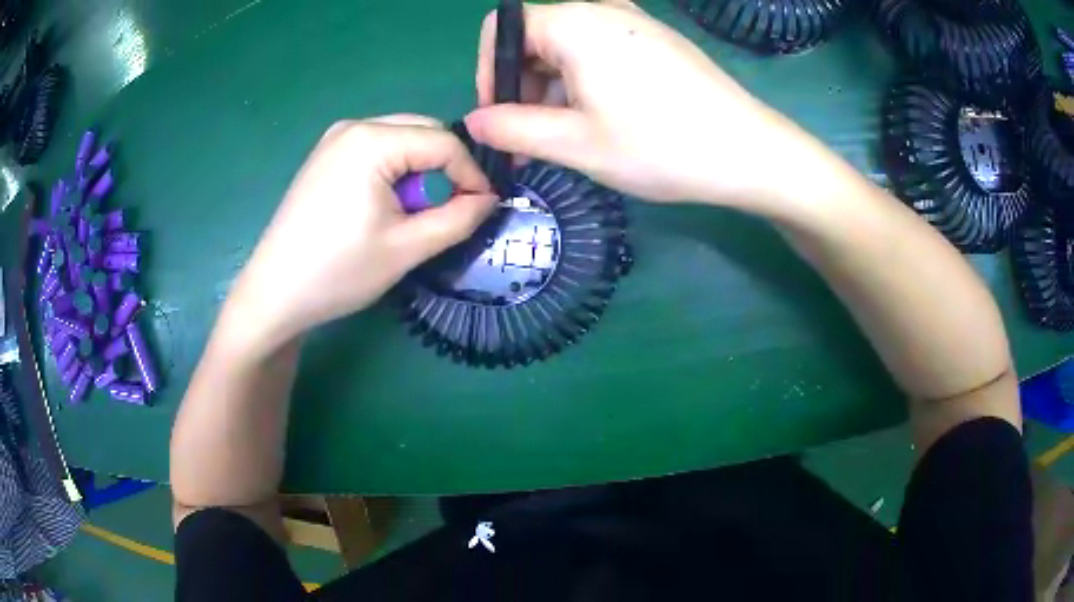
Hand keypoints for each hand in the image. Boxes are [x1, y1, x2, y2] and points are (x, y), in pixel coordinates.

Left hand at [222, 115, 495, 354]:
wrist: (274, 293)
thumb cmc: (338, 272)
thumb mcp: (406, 249)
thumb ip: (458, 219)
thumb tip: (489, 200)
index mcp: (373, 141)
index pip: (444, 141)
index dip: (471, 174)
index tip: (483, 207)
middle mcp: (354, 126)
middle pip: (422, 131)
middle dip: (444, 167)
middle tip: (445, 210)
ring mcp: (335, 139)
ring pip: (401, 139)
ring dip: (419, 170)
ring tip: (409, 212)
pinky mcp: (325, 156)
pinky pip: (376, 149)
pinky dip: (394, 170)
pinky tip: (381, 205)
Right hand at [465, 1, 810, 208]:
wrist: (750, 152)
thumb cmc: (661, 146)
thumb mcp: (576, 143)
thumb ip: (513, 127)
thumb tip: (474, 121)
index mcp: (574, 22)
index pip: (502, 28)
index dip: (489, 72)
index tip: (499, 117)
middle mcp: (602, 9)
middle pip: (535, 37)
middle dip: (521, 87)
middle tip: (530, 140)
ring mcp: (634, 21)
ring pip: (567, 47)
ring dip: (552, 90)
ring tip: (566, 140)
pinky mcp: (655, 40)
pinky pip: (600, 51)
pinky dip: (584, 82)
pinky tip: (600, 121)